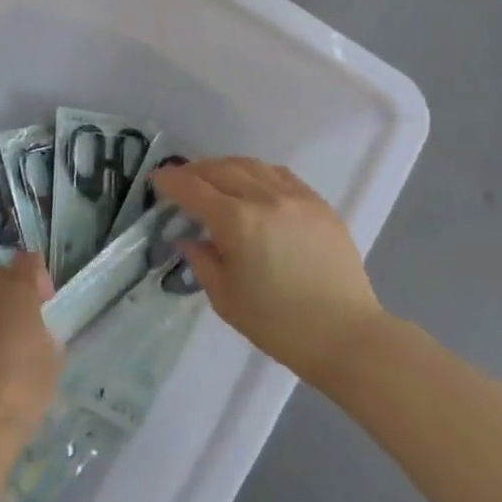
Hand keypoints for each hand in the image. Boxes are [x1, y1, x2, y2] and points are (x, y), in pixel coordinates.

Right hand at [153, 157, 383, 380]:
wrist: (345, 336)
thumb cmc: (278, 325)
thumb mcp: (226, 299)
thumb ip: (202, 262)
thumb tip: (189, 240)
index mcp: (237, 222)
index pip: (193, 189)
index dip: (170, 182)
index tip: (155, 181)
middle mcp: (265, 199)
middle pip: (220, 170)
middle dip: (194, 171)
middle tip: (179, 181)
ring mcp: (296, 198)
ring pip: (251, 165)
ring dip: (224, 167)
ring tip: (212, 177)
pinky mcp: (319, 204)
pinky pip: (281, 175)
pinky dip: (257, 172)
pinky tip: (251, 183)